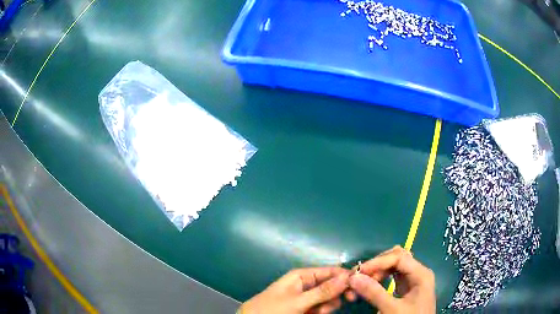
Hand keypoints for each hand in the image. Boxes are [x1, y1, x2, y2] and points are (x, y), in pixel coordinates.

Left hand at [239, 267, 350, 313]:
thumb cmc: (273, 309)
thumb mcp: (298, 301)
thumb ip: (322, 291)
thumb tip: (347, 277)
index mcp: (302, 275)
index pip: (331, 271)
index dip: (345, 278)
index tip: (357, 289)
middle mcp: (307, 283)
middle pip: (332, 285)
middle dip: (334, 296)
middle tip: (332, 306)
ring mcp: (307, 296)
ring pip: (328, 298)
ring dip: (327, 306)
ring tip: (316, 313)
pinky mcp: (306, 307)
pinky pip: (321, 306)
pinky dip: (321, 311)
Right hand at [348, 246, 435, 313]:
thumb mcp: (392, 309)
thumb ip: (374, 293)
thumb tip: (353, 278)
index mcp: (421, 274)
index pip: (398, 257)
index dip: (378, 262)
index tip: (359, 271)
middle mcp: (418, 272)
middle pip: (397, 258)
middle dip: (377, 265)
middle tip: (360, 277)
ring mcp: (413, 280)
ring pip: (394, 266)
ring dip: (378, 271)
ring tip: (364, 282)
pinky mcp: (407, 289)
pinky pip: (393, 276)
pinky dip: (381, 278)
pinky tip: (372, 285)